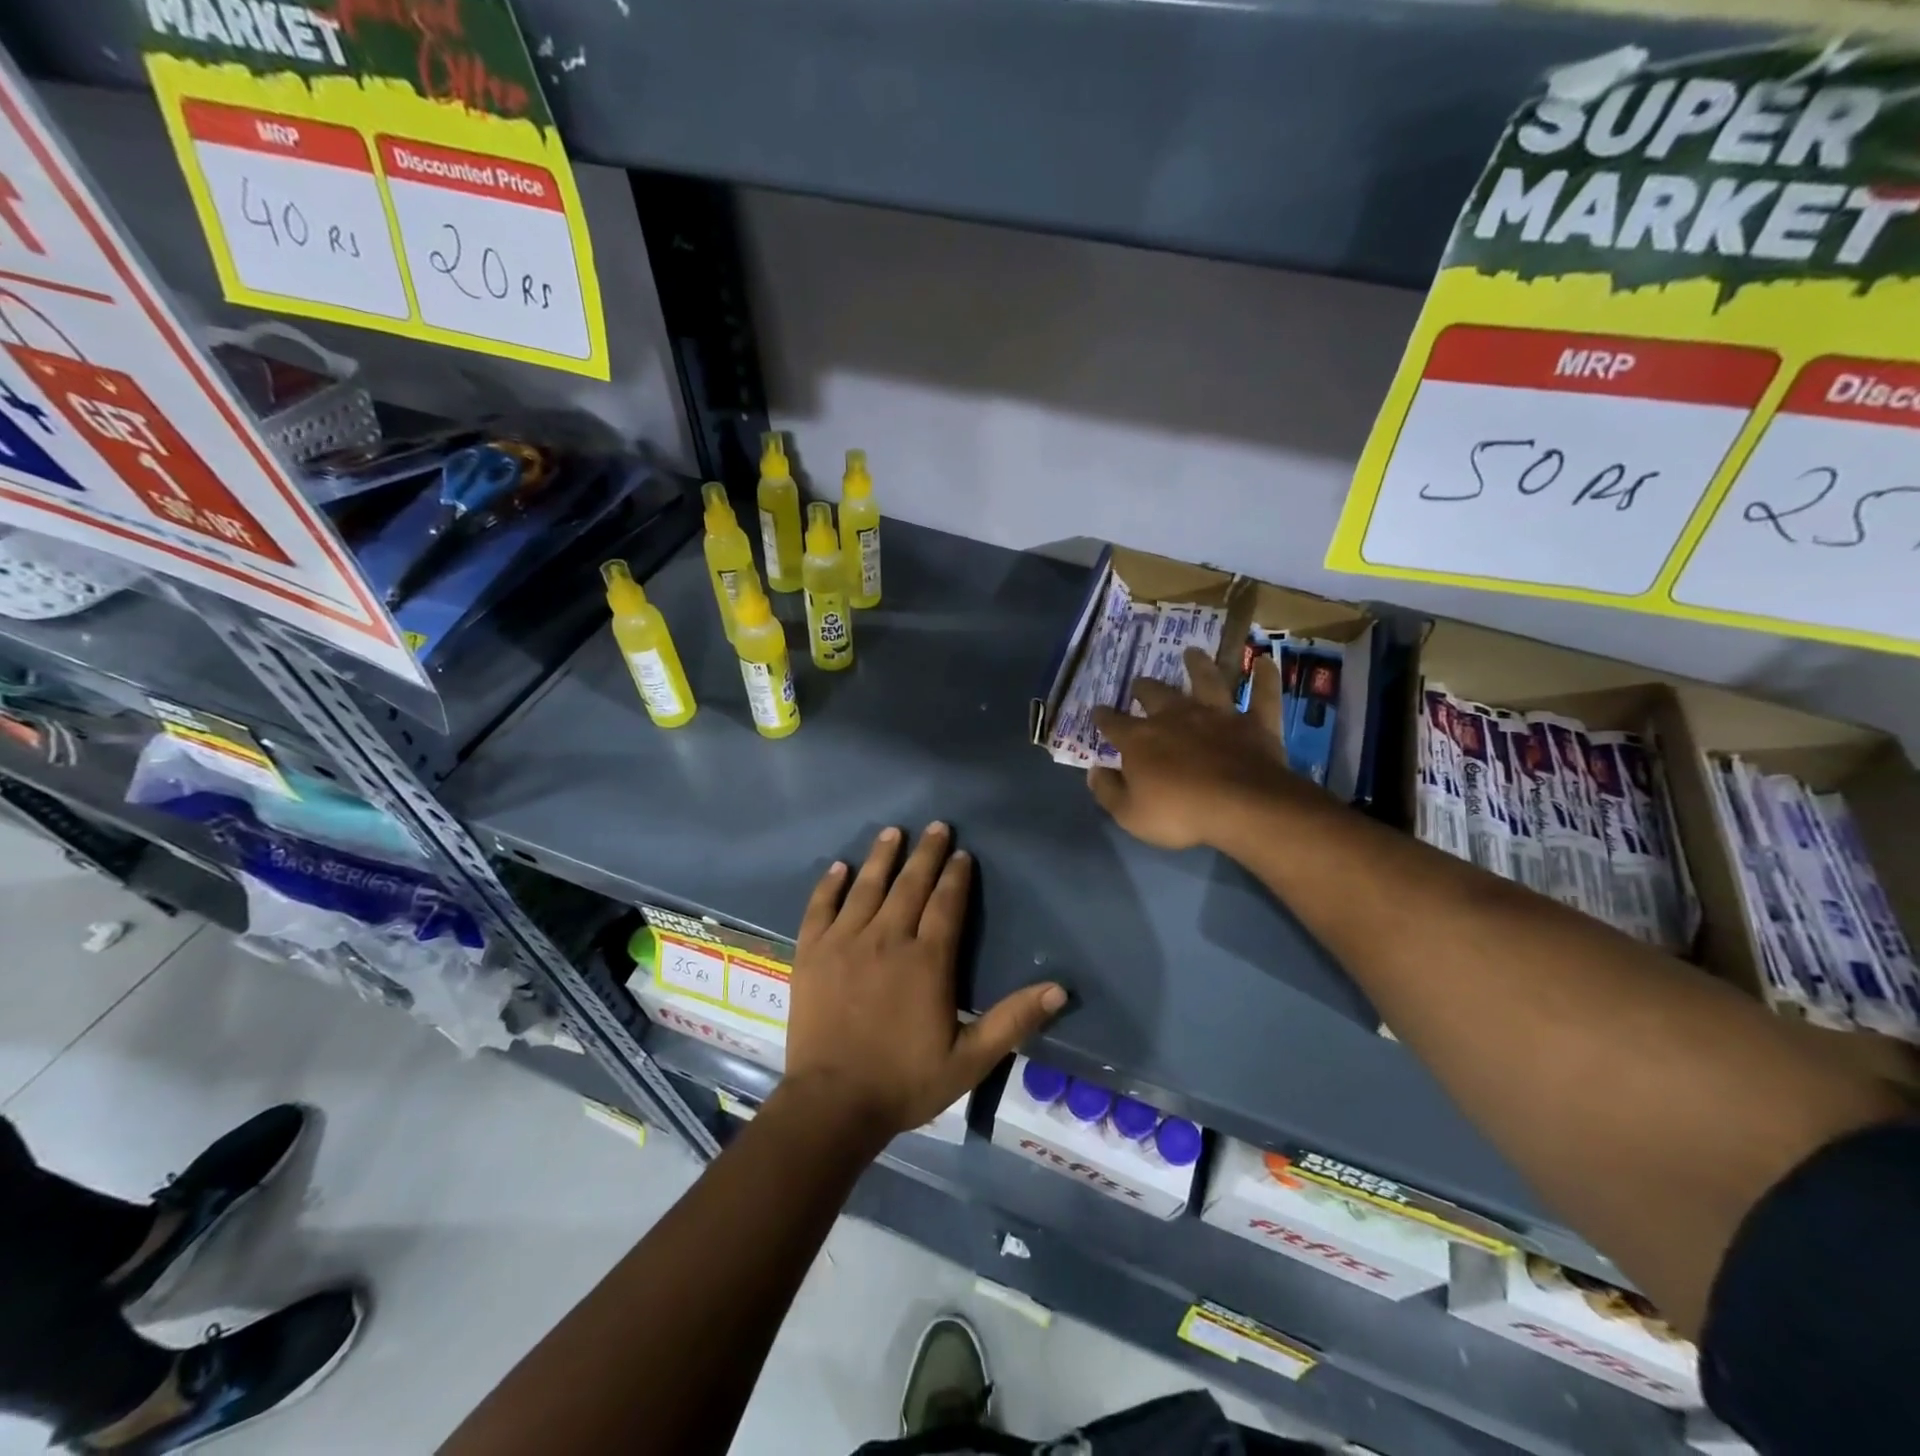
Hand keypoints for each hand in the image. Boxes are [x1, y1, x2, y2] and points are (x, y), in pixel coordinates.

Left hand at [782, 824, 1066, 1141]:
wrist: (833, 1104)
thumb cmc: (906, 1082)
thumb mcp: (970, 1059)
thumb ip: (1013, 1020)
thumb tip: (1060, 989)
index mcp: (927, 960)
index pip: (946, 904)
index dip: (956, 876)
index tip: (962, 853)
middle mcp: (887, 939)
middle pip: (910, 885)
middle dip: (926, 854)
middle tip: (935, 827)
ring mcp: (845, 942)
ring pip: (867, 887)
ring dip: (882, 857)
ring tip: (893, 832)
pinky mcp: (812, 953)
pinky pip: (821, 908)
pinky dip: (830, 885)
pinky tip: (839, 867)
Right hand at [1088, 647, 1301, 850]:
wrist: (1241, 807)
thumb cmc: (1179, 814)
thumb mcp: (1130, 814)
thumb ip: (1109, 791)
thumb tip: (1094, 771)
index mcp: (1140, 740)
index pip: (1114, 724)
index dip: (1103, 718)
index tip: (1098, 712)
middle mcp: (1175, 717)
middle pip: (1156, 695)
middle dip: (1145, 688)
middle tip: (1141, 683)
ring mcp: (1217, 716)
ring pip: (1207, 681)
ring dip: (1199, 666)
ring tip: (1192, 653)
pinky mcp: (1255, 723)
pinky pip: (1263, 695)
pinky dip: (1265, 678)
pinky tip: (1267, 661)